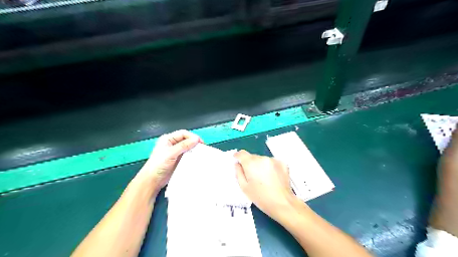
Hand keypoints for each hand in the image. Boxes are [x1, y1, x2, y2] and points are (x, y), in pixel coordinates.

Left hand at [140, 129, 201, 189]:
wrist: (152, 180)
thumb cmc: (158, 165)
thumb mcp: (171, 153)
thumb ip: (183, 145)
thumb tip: (196, 139)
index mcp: (168, 139)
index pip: (183, 133)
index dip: (192, 136)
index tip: (200, 142)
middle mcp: (172, 144)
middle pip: (186, 140)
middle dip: (194, 143)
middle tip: (202, 147)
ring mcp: (175, 152)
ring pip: (187, 147)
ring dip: (194, 149)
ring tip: (200, 153)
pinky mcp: (178, 159)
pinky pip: (187, 155)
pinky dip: (192, 156)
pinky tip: (196, 158)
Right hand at [233, 149, 296, 219]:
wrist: (283, 204)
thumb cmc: (261, 198)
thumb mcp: (244, 187)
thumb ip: (238, 172)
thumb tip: (238, 164)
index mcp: (251, 164)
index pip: (242, 153)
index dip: (238, 156)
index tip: (237, 159)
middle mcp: (263, 158)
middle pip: (252, 157)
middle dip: (250, 164)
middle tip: (252, 176)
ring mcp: (274, 160)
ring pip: (262, 159)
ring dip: (260, 165)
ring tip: (263, 179)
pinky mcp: (283, 163)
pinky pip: (272, 162)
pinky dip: (270, 167)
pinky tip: (272, 178)